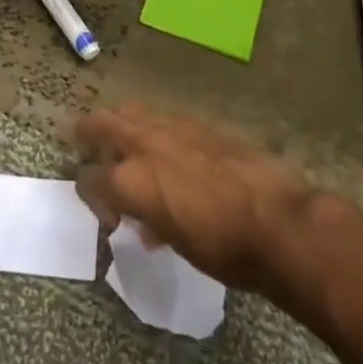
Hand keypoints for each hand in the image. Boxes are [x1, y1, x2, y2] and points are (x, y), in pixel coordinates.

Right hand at [72, 105, 358, 299]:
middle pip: (100, 125)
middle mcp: (144, 145)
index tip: (105, 214)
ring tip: (124, 142)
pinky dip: (155, 130)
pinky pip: (164, 120)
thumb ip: (151, 223)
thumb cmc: (223, 249)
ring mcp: (173, 129)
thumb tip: (147, 222)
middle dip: (86, 134)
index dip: (90, 196)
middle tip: (82, 144)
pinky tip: (168, 148)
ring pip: (132, 114)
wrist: (279, 222)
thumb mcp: (176, 244)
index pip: (89, 180)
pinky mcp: (201, 124)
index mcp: (130, 181)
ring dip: (121, 126)